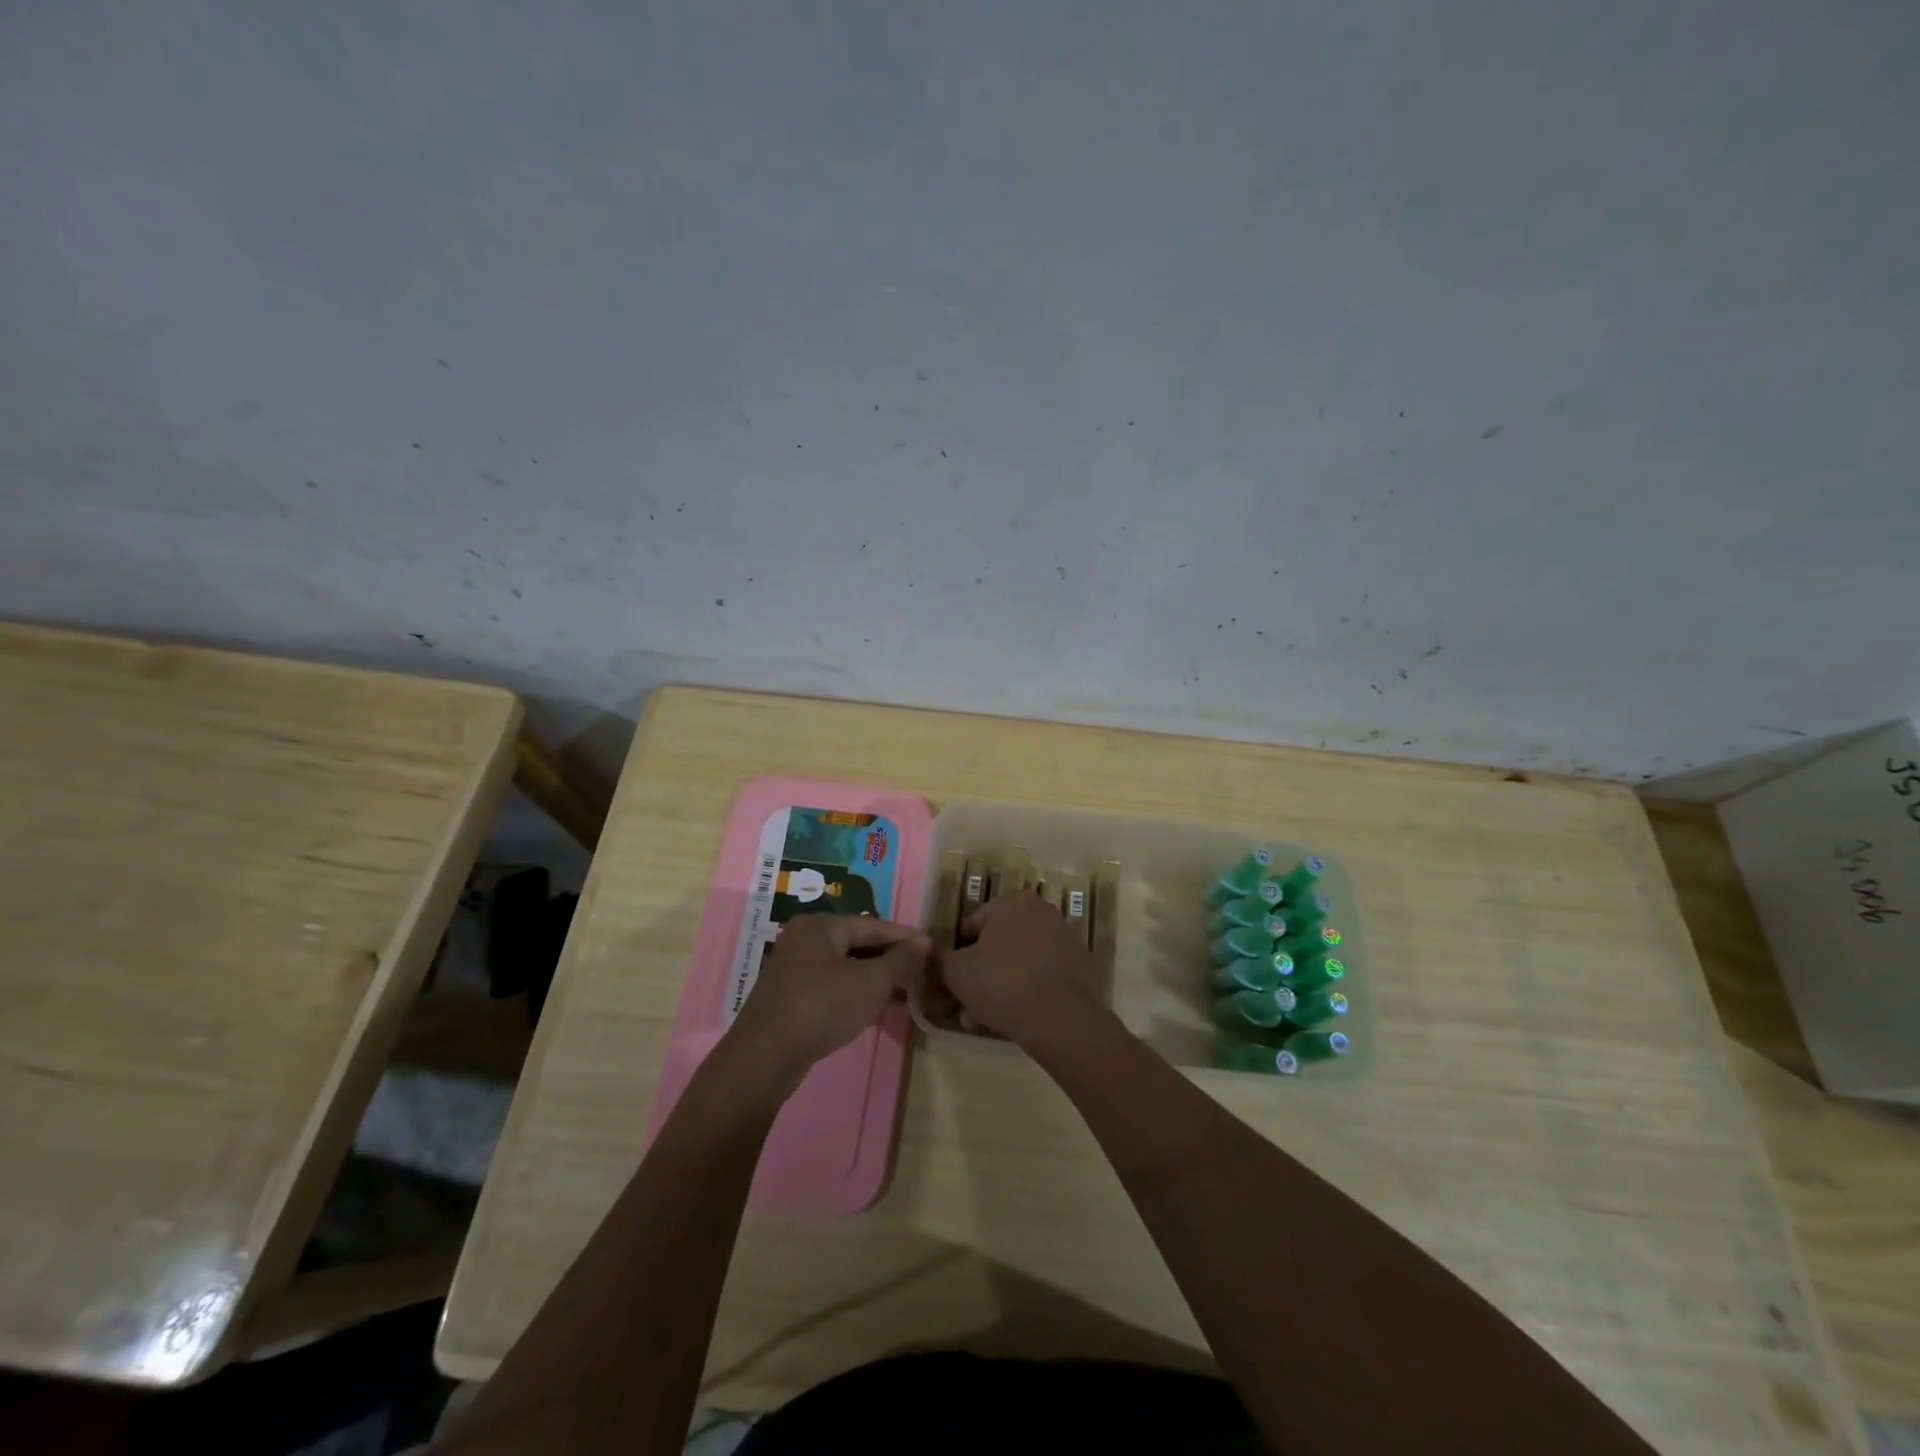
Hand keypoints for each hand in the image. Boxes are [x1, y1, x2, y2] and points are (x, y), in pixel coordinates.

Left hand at [728, 915, 929, 1081]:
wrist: (765, 1056)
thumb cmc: (823, 1007)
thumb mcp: (871, 982)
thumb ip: (900, 960)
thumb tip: (924, 941)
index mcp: (821, 925)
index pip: (873, 925)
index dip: (904, 937)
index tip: (930, 948)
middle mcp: (804, 938)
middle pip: (856, 943)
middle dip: (889, 959)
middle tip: (919, 972)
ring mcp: (792, 968)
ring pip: (843, 966)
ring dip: (873, 978)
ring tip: (903, 992)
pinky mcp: (788, 996)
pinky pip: (830, 985)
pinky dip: (853, 992)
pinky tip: (872, 1008)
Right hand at [940, 891, 1103, 1047]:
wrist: (1061, 1020)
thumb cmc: (1002, 984)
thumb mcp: (956, 972)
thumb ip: (939, 958)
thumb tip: (929, 951)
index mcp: (1013, 902)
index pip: (973, 923)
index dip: (957, 952)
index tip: (952, 979)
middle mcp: (1042, 912)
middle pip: (998, 944)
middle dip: (979, 973)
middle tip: (965, 1002)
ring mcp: (1064, 939)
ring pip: (1018, 962)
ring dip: (999, 985)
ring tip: (983, 1018)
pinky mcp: (1079, 966)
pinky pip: (1041, 975)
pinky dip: (1026, 991)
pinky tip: (1012, 1019)